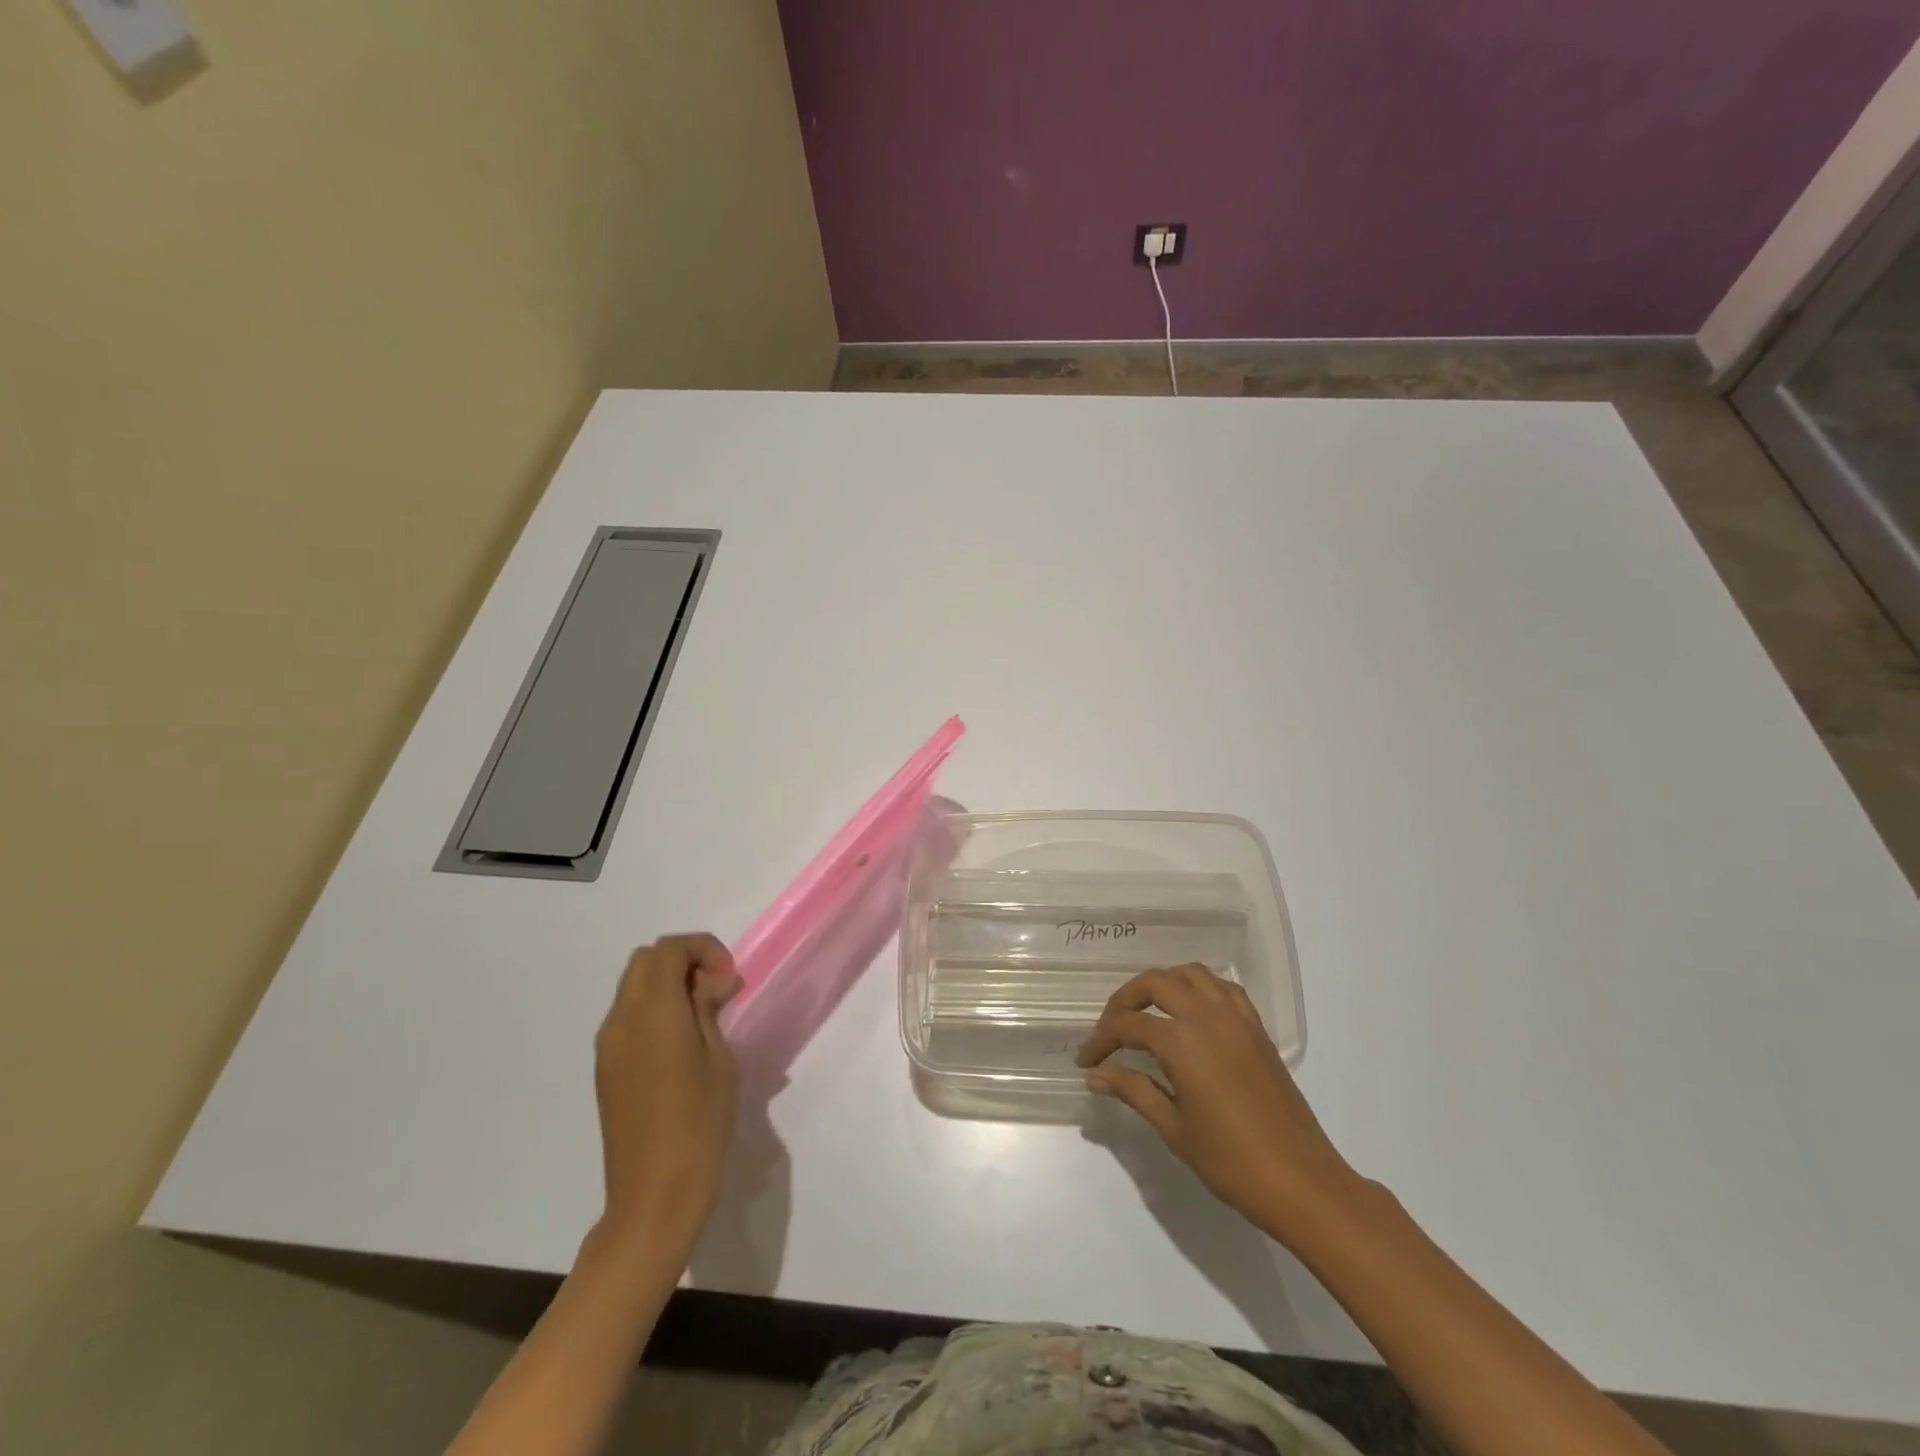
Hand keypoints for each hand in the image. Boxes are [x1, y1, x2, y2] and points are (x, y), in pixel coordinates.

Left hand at [593, 934, 741, 1245]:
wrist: (653, 1196)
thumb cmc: (699, 1124)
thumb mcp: (719, 1060)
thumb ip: (711, 1009)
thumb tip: (717, 980)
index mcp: (652, 1012)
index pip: (668, 949)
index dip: (703, 949)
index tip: (729, 978)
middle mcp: (621, 1020)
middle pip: (646, 961)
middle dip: (684, 961)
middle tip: (717, 990)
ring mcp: (608, 1045)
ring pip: (634, 986)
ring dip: (668, 984)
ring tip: (704, 1016)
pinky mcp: (606, 1068)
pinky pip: (628, 1016)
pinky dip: (655, 1009)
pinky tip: (682, 1041)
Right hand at [1076, 964, 1360, 1240]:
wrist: (1301, 1182)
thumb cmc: (1231, 1162)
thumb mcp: (1174, 1128)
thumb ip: (1133, 1091)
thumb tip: (1096, 1075)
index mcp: (1182, 1041)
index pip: (1127, 1025)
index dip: (1101, 1040)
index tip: (1086, 1061)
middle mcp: (1207, 1016)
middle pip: (1155, 982)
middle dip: (1125, 1001)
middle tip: (1111, 1030)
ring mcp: (1236, 1018)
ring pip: (1191, 974)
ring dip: (1163, 985)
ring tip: (1147, 1012)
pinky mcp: (1257, 1029)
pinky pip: (1223, 989)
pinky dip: (1200, 989)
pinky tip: (1191, 1014)